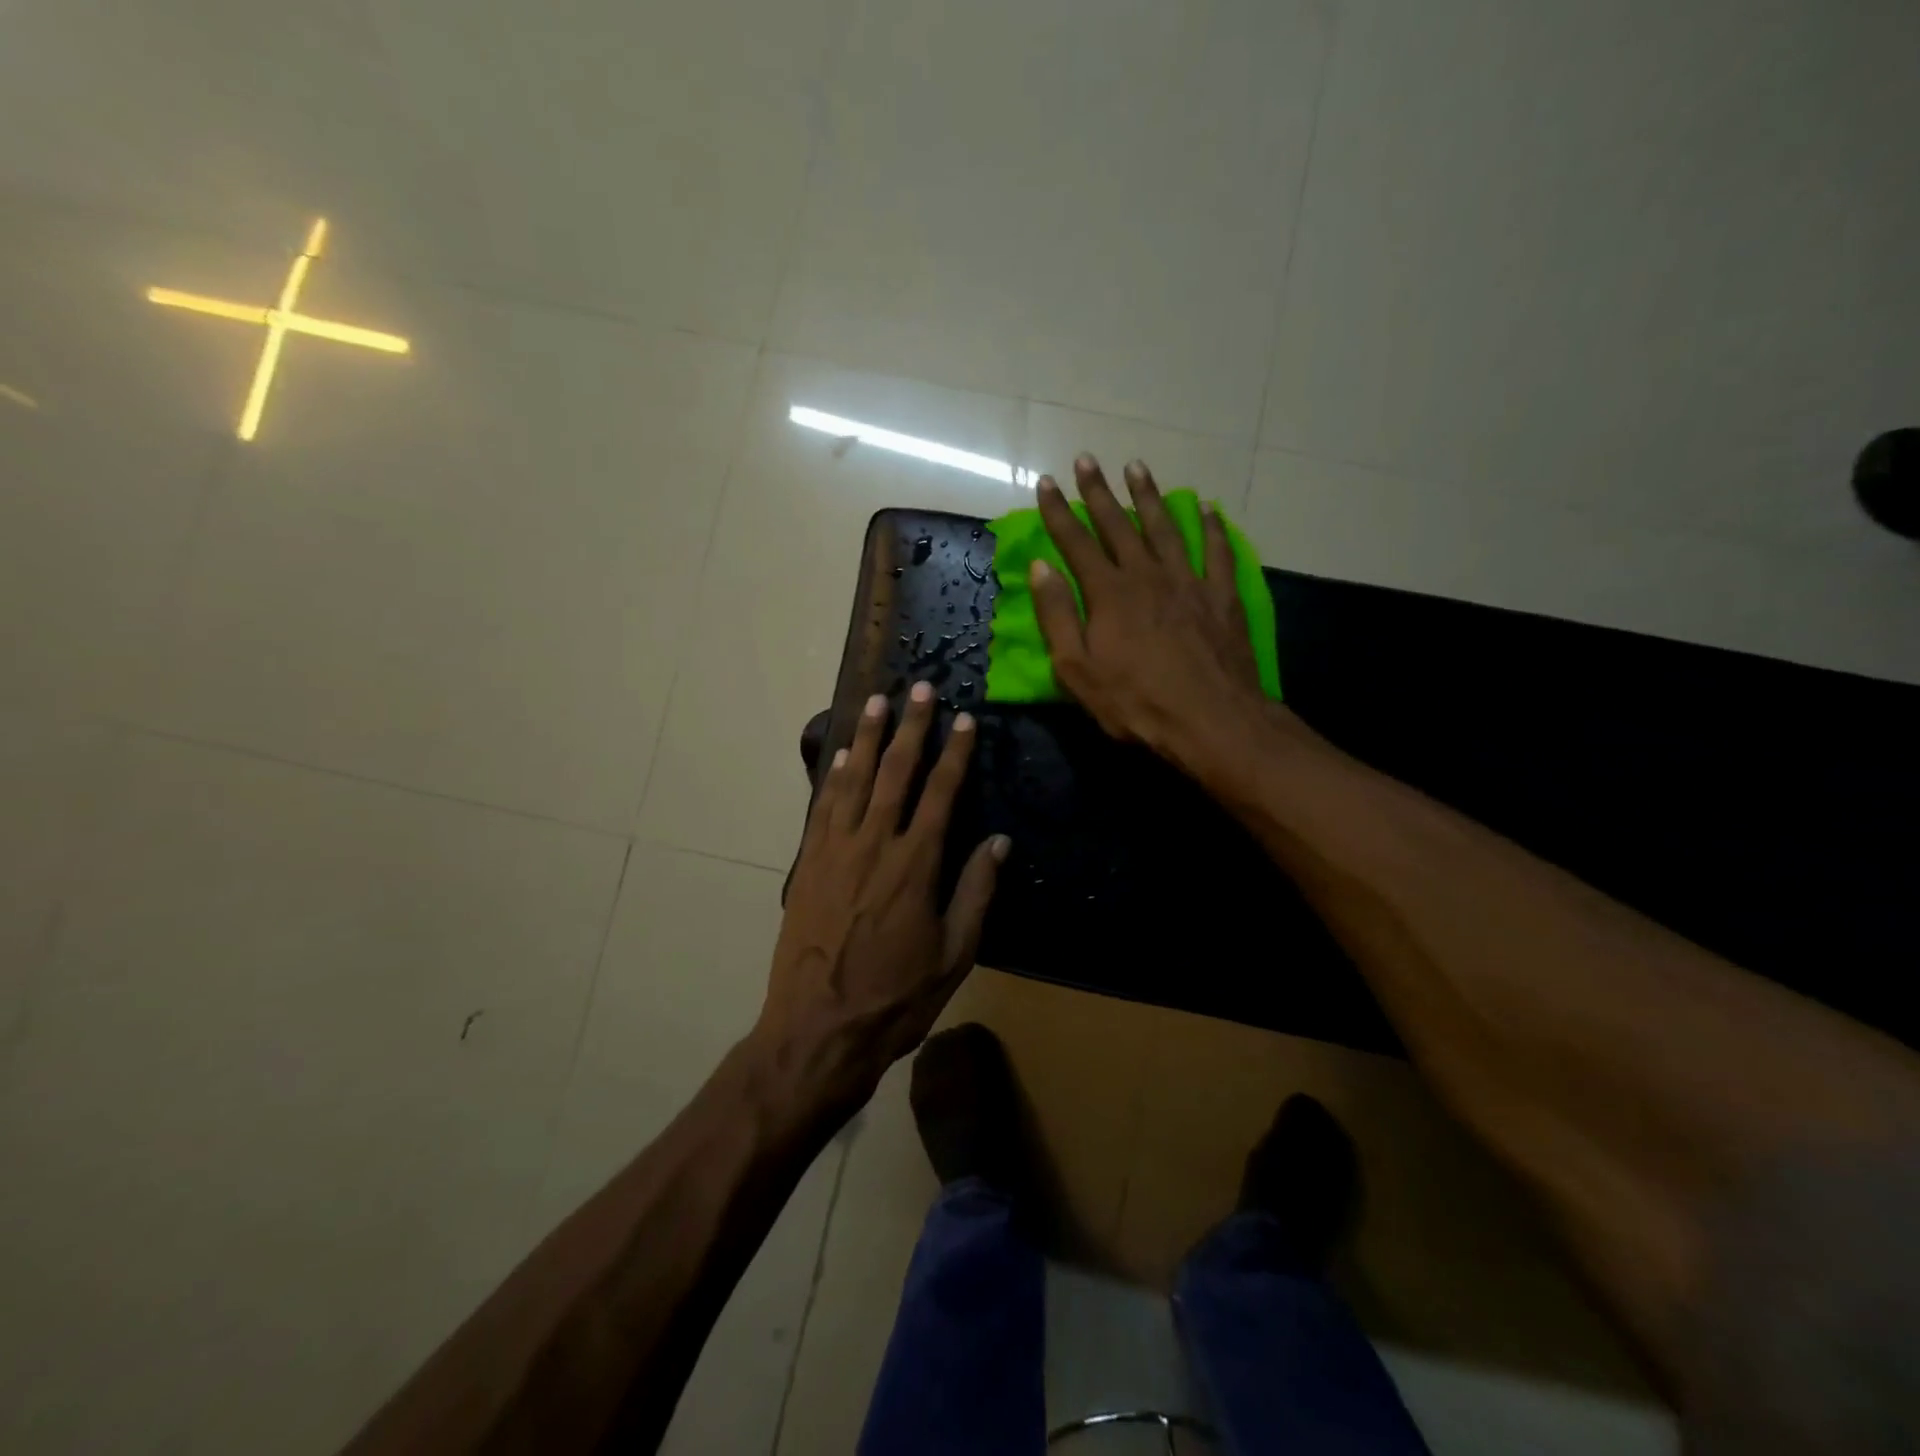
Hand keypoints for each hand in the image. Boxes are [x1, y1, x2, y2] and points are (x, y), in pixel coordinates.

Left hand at [755, 681, 1009, 1108]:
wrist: (818, 1027)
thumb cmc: (896, 996)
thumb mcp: (954, 953)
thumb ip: (976, 892)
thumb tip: (999, 842)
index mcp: (917, 864)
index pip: (941, 792)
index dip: (955, 753)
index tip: (964, 719)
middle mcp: (875, 843)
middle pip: (895, 772)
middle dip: (910, 727)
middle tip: (918, 687)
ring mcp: (836, 850)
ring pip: (854, 779)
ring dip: (866, 737)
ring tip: (875, 701)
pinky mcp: (810, 863)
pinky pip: (823, 807)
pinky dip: (833, 776)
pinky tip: (839, 756)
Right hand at [1032, 455, 1268, 767]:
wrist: (1211, 719)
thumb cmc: (1136, 702)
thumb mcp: (1078, 669)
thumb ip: (1058, 616)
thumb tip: (1041, 568)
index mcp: (1109, 593)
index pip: (1076, 542)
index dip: (1058, 512)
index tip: (1046, 483)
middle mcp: (1147, 575)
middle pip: (1118, 524)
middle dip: (1098, 491)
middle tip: (1086, 459)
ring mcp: (1188, 581)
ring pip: (1165, 526)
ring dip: (1148, 495)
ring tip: (1136, 467)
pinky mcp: (1221, 595)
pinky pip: (1217, 550)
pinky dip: (1211, 526)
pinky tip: (1207, 507)